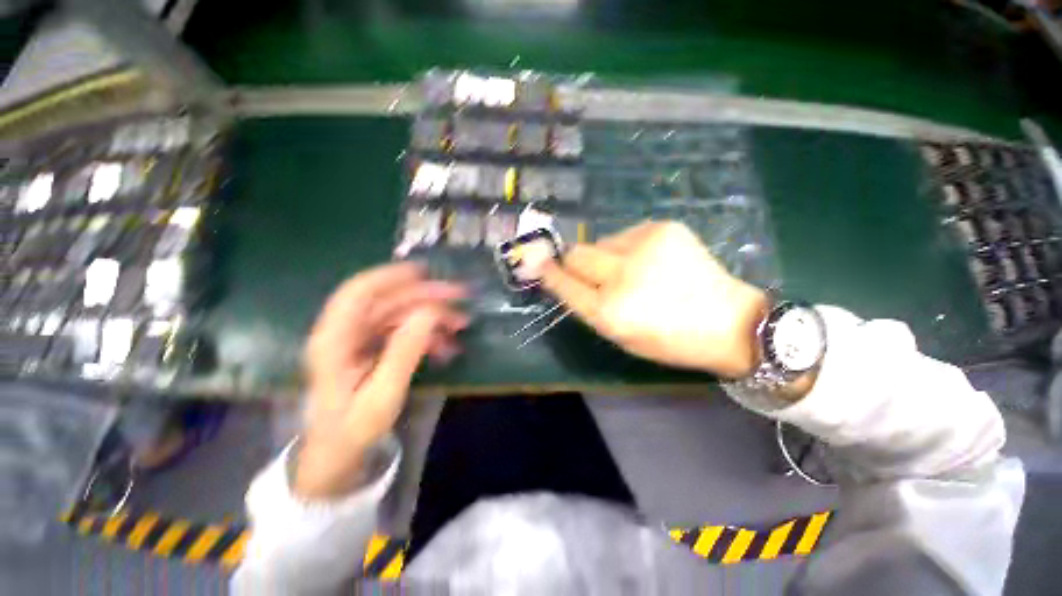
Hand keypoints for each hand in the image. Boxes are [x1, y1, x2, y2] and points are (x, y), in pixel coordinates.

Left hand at [296, 262, 468, 498]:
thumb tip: (429, 312)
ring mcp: (359, 339)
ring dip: (431, 315)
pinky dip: (426, 333)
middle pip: (386, 300)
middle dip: (425, 296)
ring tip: (460, 325)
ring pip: (399, 313)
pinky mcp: (372, 347)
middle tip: (461, 297)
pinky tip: (446, 345)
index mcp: (334, 341)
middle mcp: (344, 333)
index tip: (426, 272)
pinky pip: (402, 330)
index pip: (358, 293)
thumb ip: (404, 351)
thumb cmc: (353, 430)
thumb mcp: (383, 394)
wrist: (337, 455)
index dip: (390, 276)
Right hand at [541, 221, 767, 377]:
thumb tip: (565, 278)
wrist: (729, 322)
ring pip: (600, 242)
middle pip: (577, 253)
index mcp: (610, 311)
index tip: (535, 261)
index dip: (548, 271)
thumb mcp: (620, 336)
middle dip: (575, 262)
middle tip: (592, 272)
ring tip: (633, 272)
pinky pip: (625, 235)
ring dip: (605, 257)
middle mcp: (622, 275)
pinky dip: (628, 248)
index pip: (565, 283)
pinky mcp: (662, 227)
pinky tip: (650, 262)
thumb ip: (589, 307)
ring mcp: (643, 246)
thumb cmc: (669, 340)